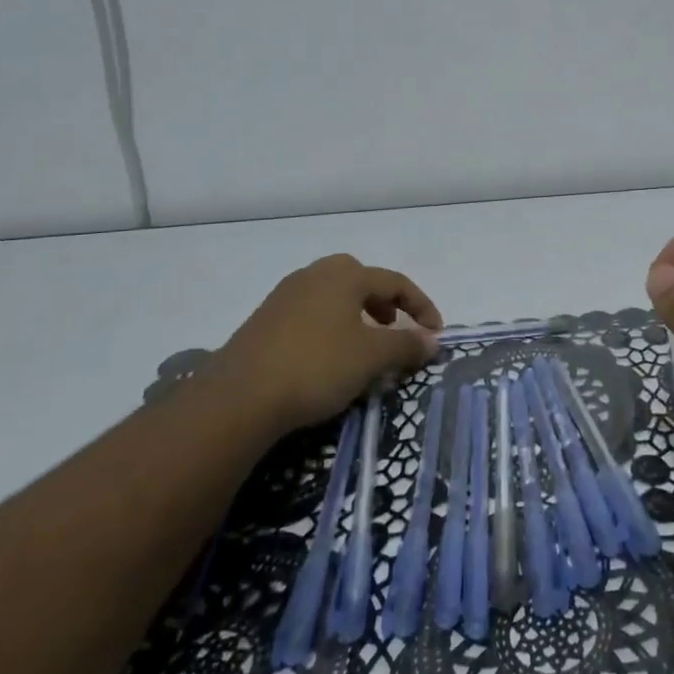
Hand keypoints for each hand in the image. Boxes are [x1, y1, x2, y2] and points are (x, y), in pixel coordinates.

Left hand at [211, 255, 442, 434]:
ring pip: (332, 296)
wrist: (238, 397)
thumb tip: (432, 340)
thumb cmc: (316, 366)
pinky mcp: (264, 321)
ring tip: (363, 345)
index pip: (395, 282)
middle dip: (383, 301)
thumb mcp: (371, 358)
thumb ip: (406, 345)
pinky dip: (330, 326)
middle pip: (360, 278)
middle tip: (393, 327)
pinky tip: (327, 357)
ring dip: (356, 314)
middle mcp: (313, 275)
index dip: (421, 306)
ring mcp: (284, 296)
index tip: (435, 333)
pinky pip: (310, 313)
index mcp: (344, 276)